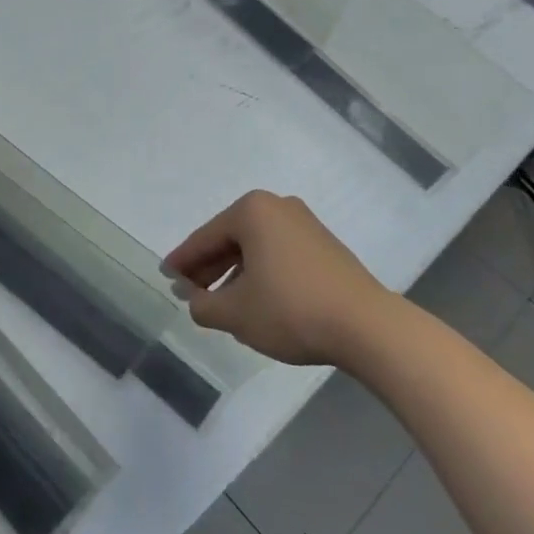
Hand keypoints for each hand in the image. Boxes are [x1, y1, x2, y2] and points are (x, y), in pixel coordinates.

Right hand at [161, 191, 390, 364]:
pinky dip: (261, 273)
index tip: (166, 277)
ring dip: (234, 273)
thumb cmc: (291, 310)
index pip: (205, 238)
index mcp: (252, 211)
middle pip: (230, 239)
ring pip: (255, 248)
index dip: (182, 261)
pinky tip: (255, 300)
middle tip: (189, 292)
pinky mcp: (325, 246)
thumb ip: (202, 305)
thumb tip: (193, 298)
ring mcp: (305, 224)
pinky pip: (278, 254)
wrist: (367, 327)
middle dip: (208, 267)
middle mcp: (278, 207)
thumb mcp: (235, 313)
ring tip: (220, 303)